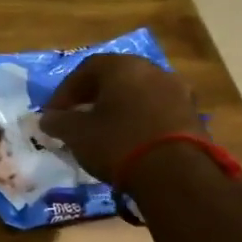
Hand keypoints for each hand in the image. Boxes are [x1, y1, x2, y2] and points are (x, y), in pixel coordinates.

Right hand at [36, 54, 201, 180]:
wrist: (176, 174)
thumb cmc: (118, 142)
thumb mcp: (76, 133)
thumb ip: (57, 121)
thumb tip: (47, 118)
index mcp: (123, 66)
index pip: (85, 69)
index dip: (64, 91)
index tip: (53, 114)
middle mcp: (153, 71)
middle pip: (115, 79)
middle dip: (92, 98)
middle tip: (77, 119)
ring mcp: (178, 92)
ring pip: (138, 95)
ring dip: (118, 110)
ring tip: (103, 133)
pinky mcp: (193, 116)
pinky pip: (156, 112)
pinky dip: (139, 122)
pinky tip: (129, 142)